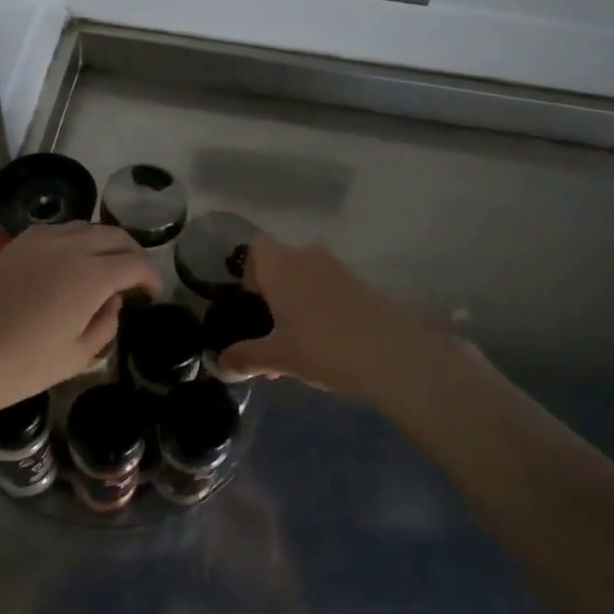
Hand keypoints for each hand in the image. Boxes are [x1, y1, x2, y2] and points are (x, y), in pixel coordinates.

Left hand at [0, 217, 160, 421]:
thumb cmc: (19, 367)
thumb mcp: (75, 357)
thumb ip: (105, 324)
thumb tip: (112, 302)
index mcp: (90, 275)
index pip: (135, 263)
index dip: (151, 276)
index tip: (153, 293)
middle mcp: (68, 246)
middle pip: (113, 236)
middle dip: (131, 254)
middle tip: (135, 278)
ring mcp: (37, 241)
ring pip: (85, 228)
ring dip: (103, 244)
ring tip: (105, 269)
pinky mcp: (14, 244)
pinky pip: (57, 232)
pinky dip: (75, 242)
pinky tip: (71, 265)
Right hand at [218, 235, 447, 404]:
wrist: (393, 355)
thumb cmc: (323, 347)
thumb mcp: (278, 357)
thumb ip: (245, 357)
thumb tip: (219, 365)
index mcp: (282, 266)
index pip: (256, 247)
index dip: (249, 270)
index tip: (251, 302)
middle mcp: (308, 258)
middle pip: (282, 263)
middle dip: (273, 292)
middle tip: (270, 330)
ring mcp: (340, 270)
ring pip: (307, 277)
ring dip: (297, 302)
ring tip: (296, 345)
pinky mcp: (363, 286)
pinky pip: (330, 289)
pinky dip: (321, 308)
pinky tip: (325, 345)